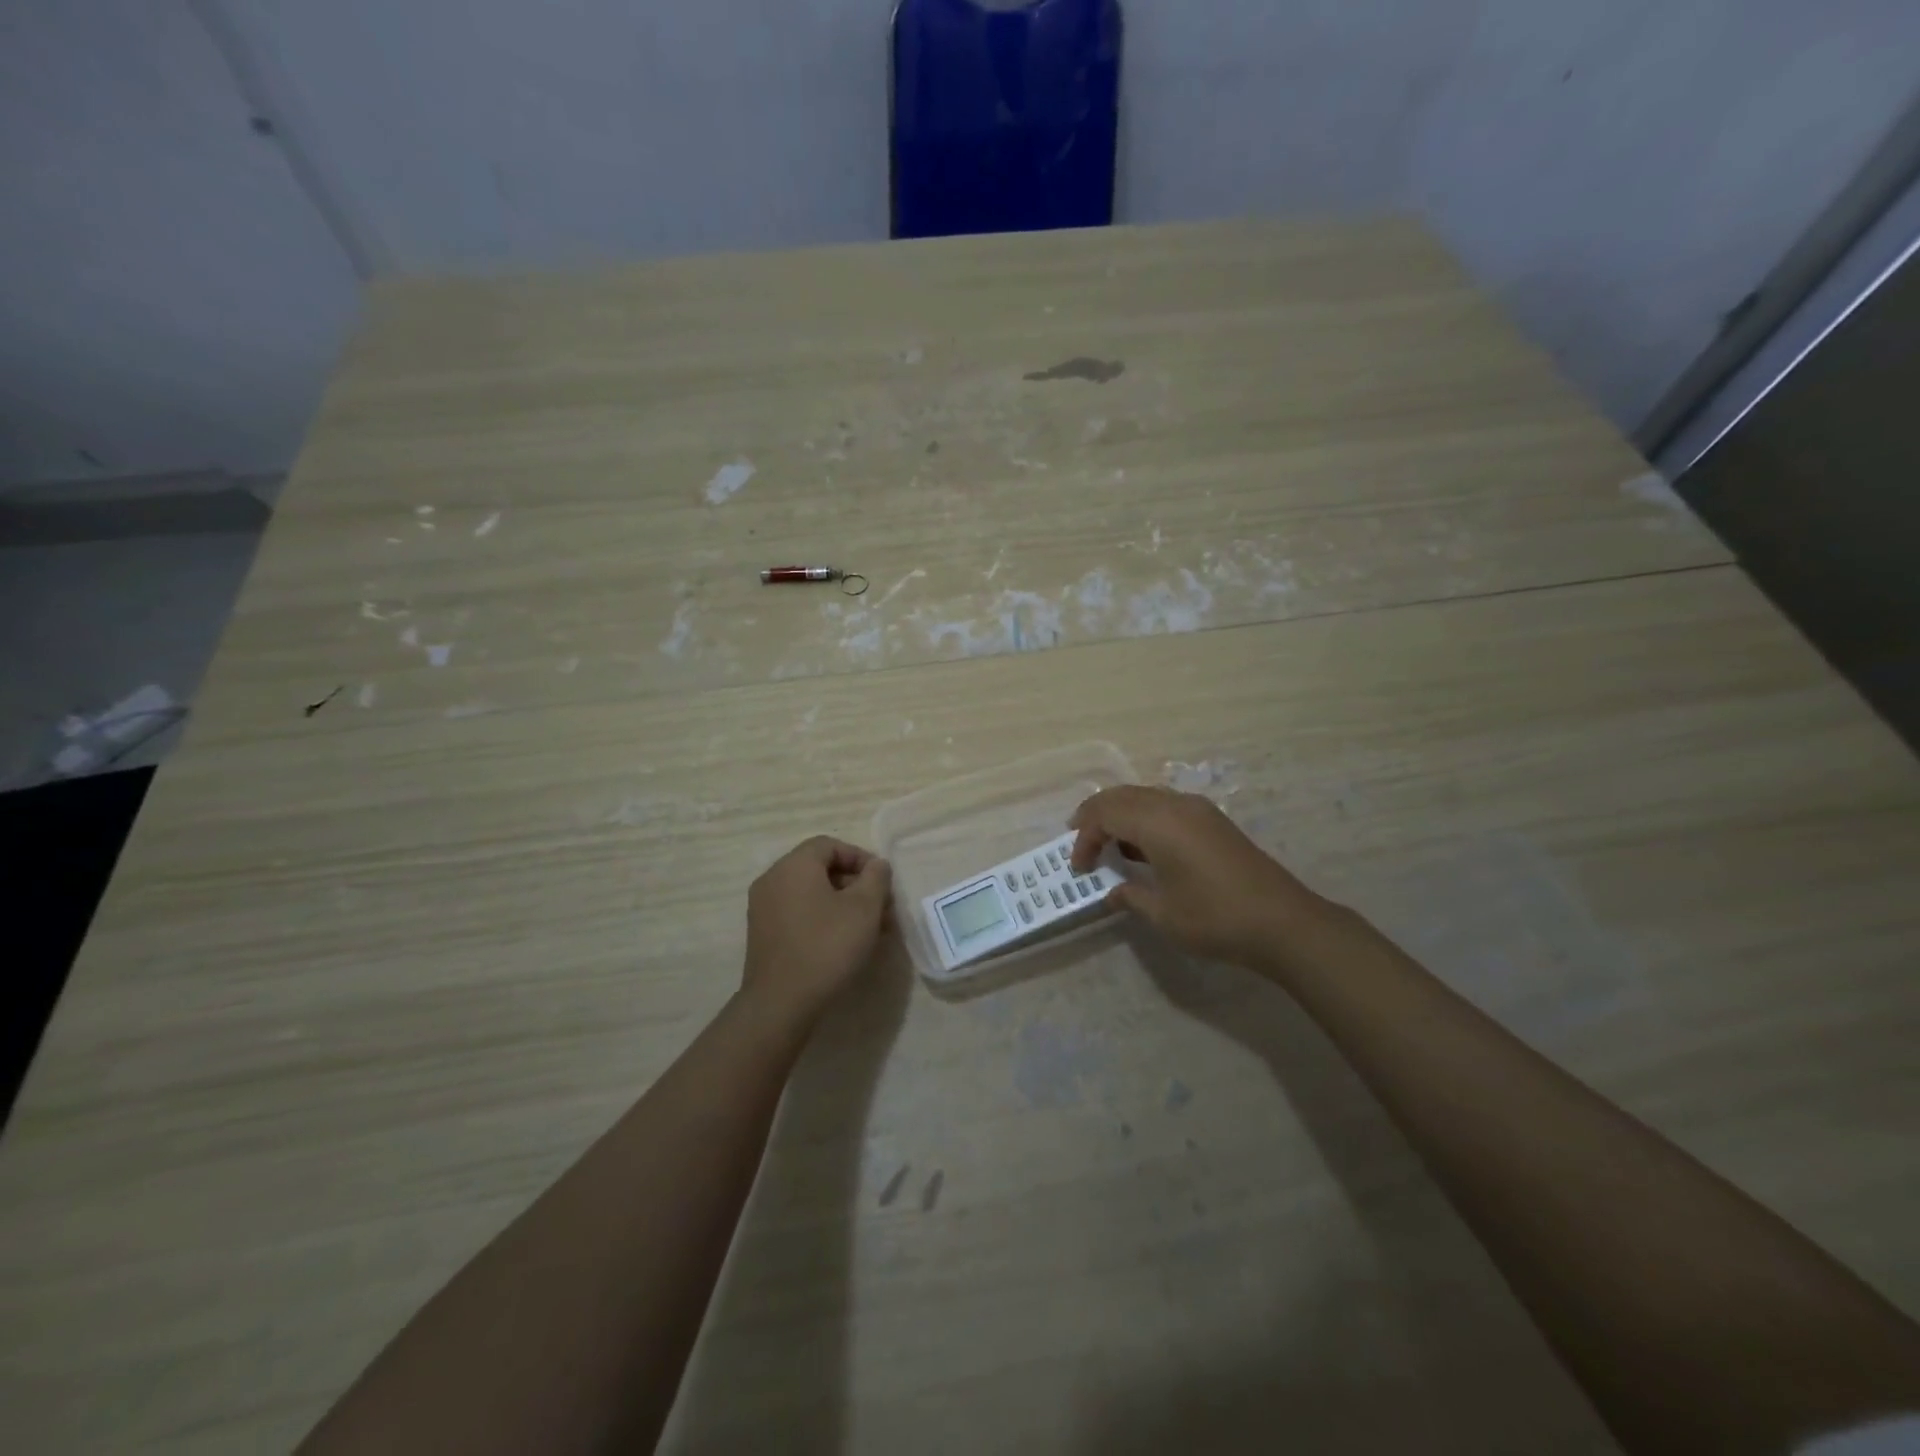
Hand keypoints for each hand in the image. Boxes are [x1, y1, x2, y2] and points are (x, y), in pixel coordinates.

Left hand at [742, 837, 891, 1022]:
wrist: (781, 1003)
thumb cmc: (827, 946)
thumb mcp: (864, 908)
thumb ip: (876, 878)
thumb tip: (877, 865)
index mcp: (794, 866)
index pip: (829, 845)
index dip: (860, 858)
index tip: (881, 881)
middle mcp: (773, 879)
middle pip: (819, 869)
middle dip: (855, 884)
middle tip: (880, 908)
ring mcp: (763, 908)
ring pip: (810, 894)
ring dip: (842, 904)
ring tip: (869, 929)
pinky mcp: (763, 934)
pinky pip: (798, 913)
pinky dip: (822, 918)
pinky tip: (843, 943)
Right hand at [1068, 786, 1334, 969]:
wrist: (1283, 922)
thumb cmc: (1215, 918)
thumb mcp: (1163, 914)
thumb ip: (1131, 896)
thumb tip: (1112, 891)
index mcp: (1158, 822)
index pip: (1105, 814)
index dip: (1085, 838)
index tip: (1079, 868)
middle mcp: (1175, 805)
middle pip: (1122, 796)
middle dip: (1096, 816)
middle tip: (1080, 841)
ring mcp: (1198, 809)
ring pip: (1145, 796)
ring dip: (1121, 815)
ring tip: (1108, 844)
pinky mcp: (1213, 821)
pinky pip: (1166, 806)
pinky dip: (1145, 818)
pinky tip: (1144, 847)